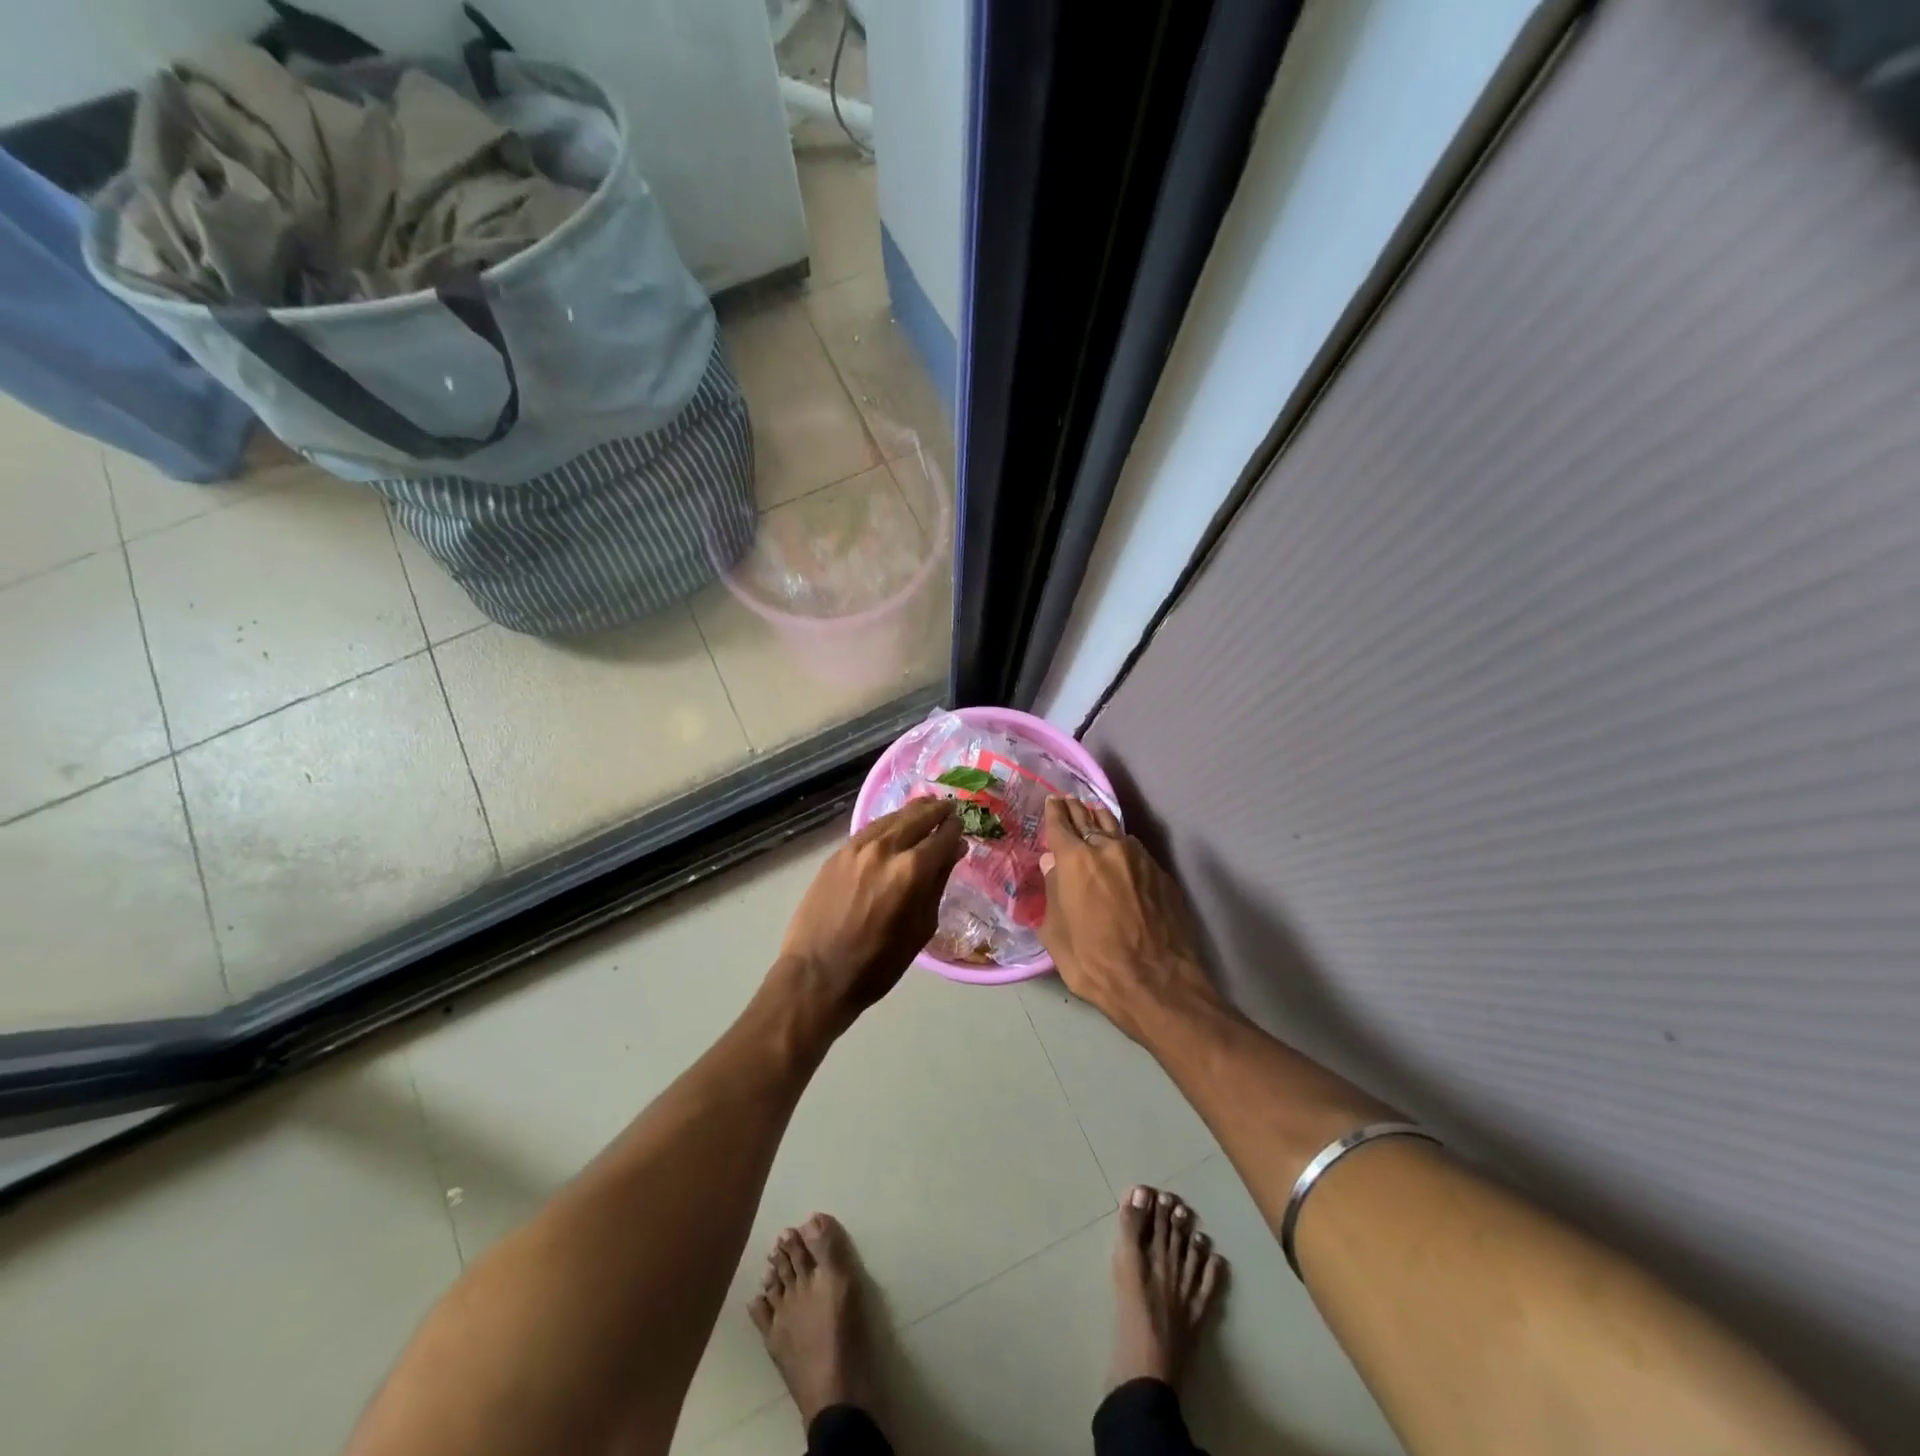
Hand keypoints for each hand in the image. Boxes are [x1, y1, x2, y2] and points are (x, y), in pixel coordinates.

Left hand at [774, 798, 964, 1032]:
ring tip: (925, 811)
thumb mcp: (922, 927)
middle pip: (918, 816)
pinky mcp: (838, 852)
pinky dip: (888, 823)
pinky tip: (894, 826)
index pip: (943, 836)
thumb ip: (939, 883)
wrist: (817, 974)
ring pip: (892, 817)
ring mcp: (858, 847)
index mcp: (912, 870)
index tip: (961, 827)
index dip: (956, 829)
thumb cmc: (878, 963)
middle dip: (937, 811)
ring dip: (912, 812)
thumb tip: (954, 850)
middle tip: (948, 809)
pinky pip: (870, 829)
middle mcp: (886, 848)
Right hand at [1036, 797, 1222, 1042]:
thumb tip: (1052, 865)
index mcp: (1076, 860)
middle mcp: (1108, 848)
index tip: (1052, 801)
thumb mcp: (1056, 935)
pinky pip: (1136, 850)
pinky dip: (1123, 845)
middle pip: (1089, 819)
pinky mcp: (1162, 874)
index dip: (1053, 811)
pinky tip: (1121, 852)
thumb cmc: (1095, 963)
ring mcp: (1140, 858)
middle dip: (1076, 810)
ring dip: (1101, 821)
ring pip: (1116, 829)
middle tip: (1069, 802)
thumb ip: (1051, 893)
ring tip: (1094, 816)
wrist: (1157, 983)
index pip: (1060, 824)